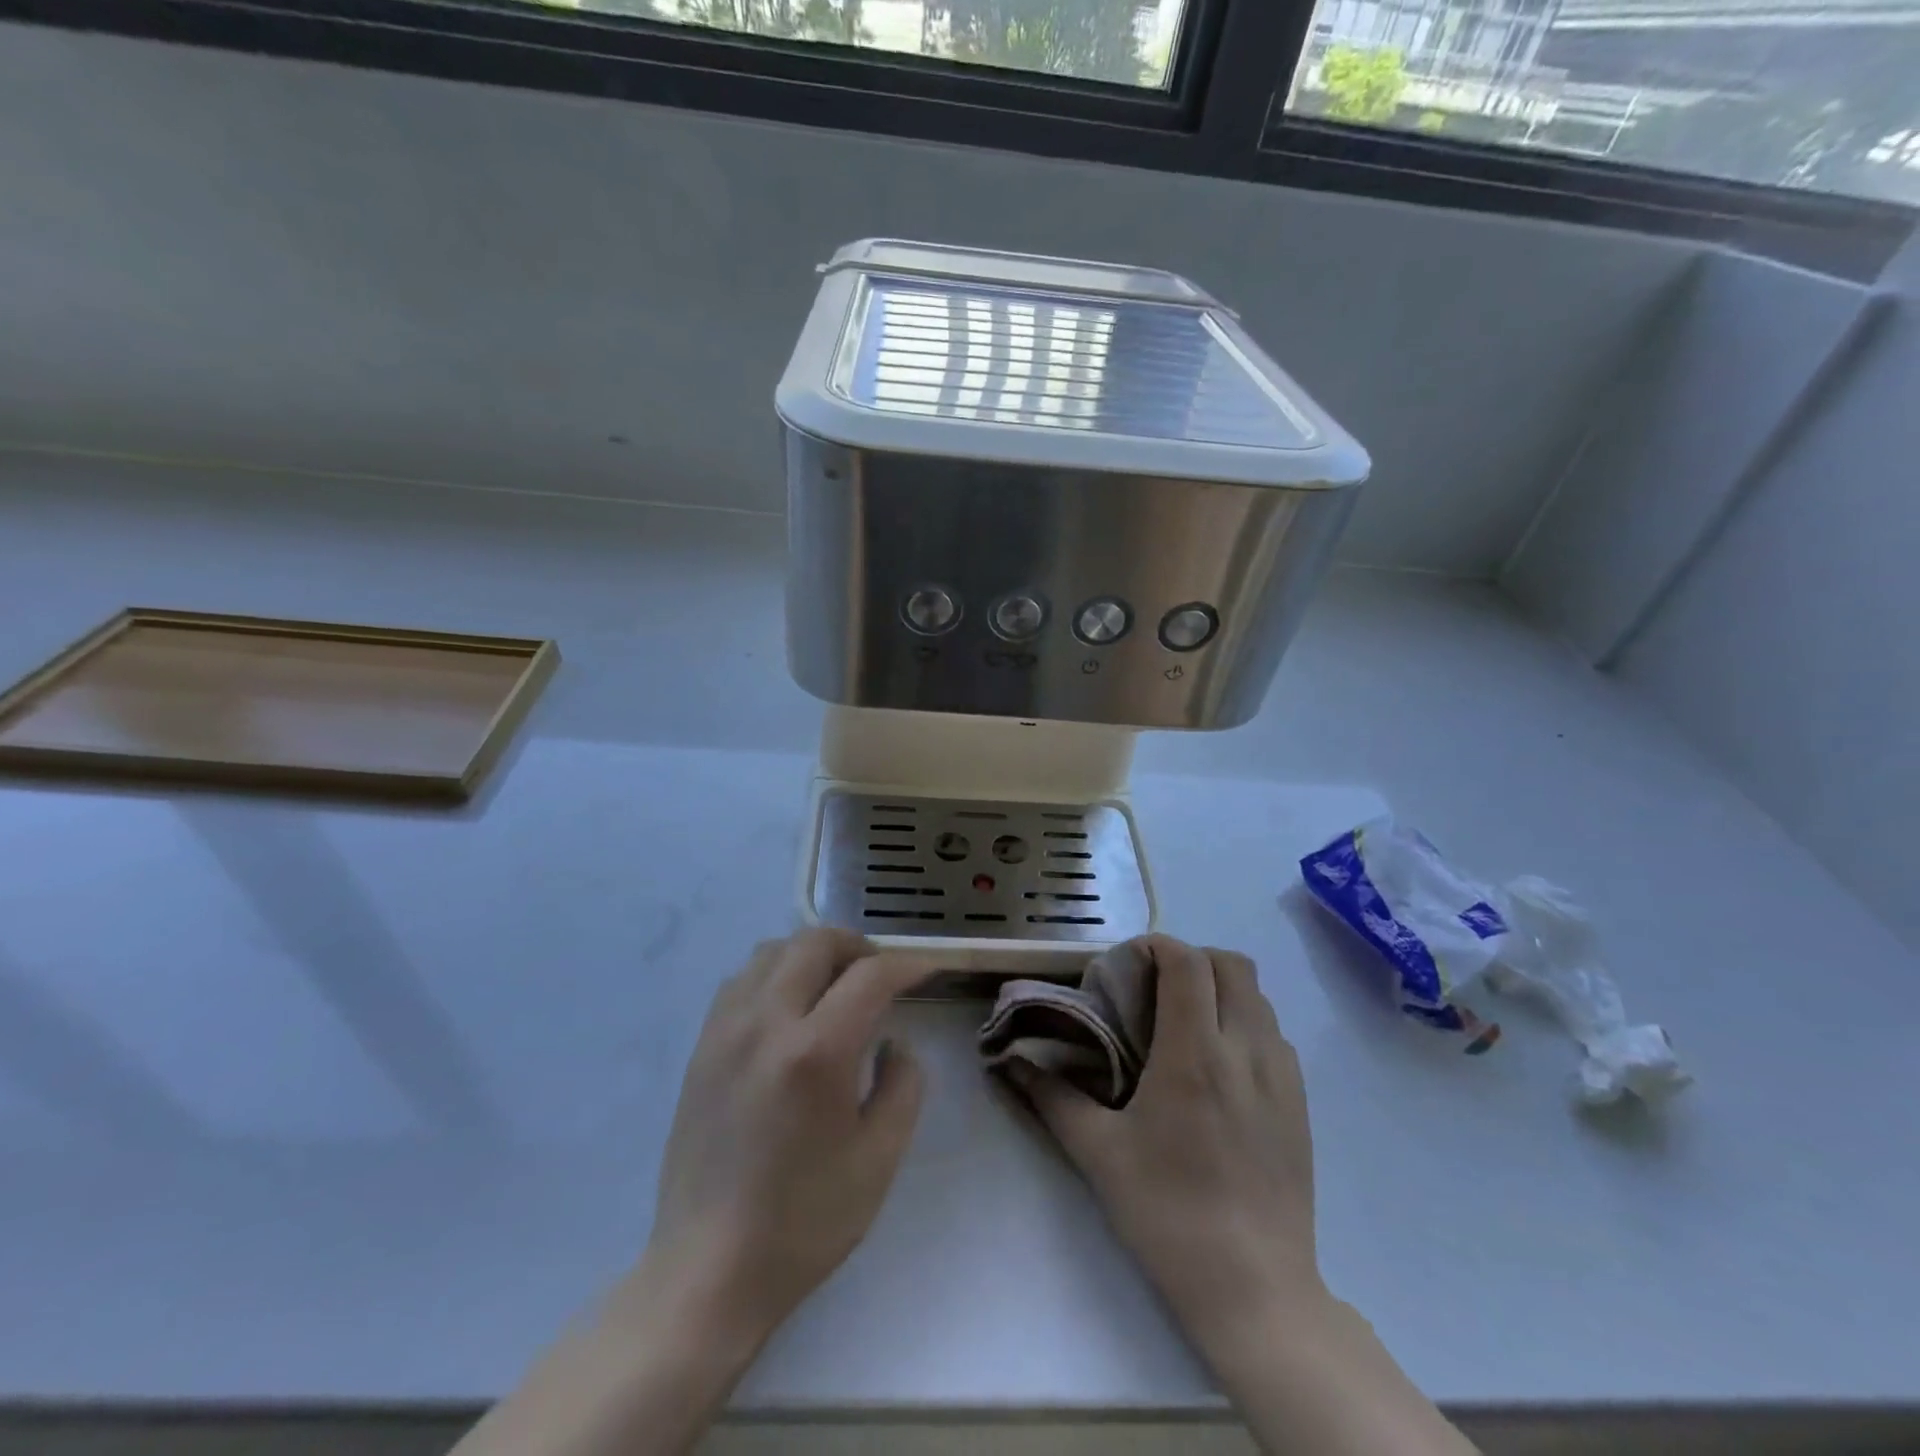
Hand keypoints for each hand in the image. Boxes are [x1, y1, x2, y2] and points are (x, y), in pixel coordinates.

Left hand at [640, 928, 930, 1353]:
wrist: (708, 1270)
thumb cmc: (804, 1221)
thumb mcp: (880, 1158)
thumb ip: (903, 1083)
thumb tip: (893, 1041)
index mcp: (816, 1052)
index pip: (871, 975)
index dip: (908, 965)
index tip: (928, 971)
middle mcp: (766, 1023)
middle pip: (815, 942)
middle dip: (858, 947)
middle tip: (882, 975)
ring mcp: (725, 1031)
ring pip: (773, 951)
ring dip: (813, 954)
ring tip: (835, 986)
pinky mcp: (701, 1047)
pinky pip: (742, 980)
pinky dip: (775, 973)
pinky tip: (790, 1009)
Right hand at [1005, 935, 1325, 1361]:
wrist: (1255, 1290)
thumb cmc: (1168, 1213)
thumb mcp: (1098, 1153)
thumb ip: (1051, 1097)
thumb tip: (1008, 1062)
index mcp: (1194, 1053)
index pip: (1187, 962)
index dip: (1156, 946)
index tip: (1127, 964)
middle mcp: (1245, 1050)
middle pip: (1231, 965)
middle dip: (1191, 959)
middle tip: (1155, 988)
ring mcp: (1282, 1076)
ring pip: (1259, 997)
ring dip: (1220, 990)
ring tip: (1185, 1023)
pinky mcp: (1301, 1103)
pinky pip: (1275, 1035)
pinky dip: (1245, 1024)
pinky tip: (1219, 1066)